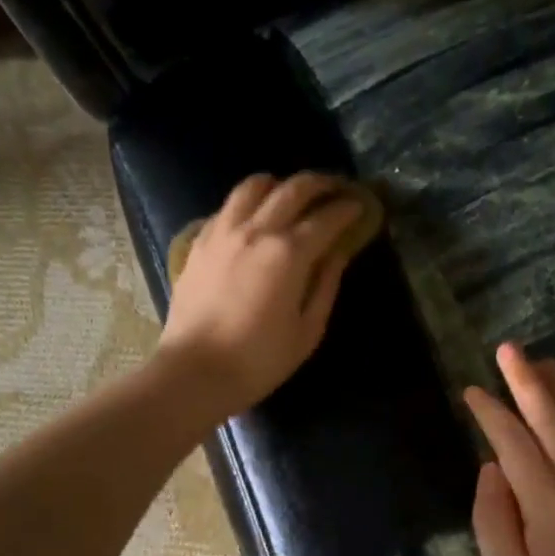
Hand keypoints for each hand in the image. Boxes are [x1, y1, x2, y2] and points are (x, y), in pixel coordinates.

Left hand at [156, 172, 363, 419]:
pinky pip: (227, 207)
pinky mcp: (199, 242)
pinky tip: (252, 219)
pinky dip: (247, 204)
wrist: (195, 371)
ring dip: (278, 185)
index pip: (326, 218)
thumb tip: (337, 254)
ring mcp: (223, 232)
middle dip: (319, 184)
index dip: (347, 209)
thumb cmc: (259, 360)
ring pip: (253, 186)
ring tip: (289, 195)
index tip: (360, 206)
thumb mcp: (307, 331)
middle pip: (292, 189)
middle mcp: (256, 230)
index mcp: (289, 253)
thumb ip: (326, 286)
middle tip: (333, 189)